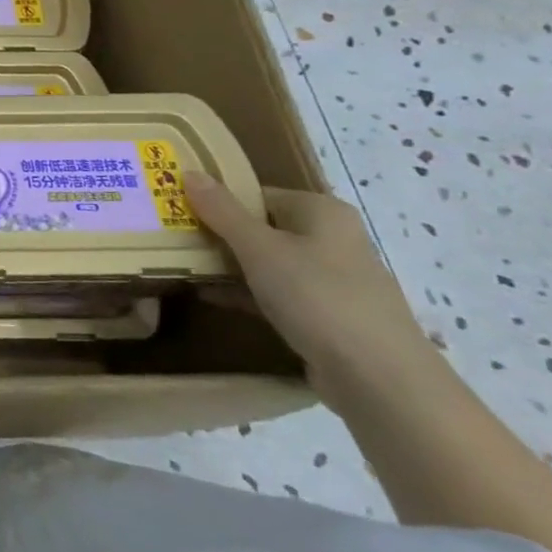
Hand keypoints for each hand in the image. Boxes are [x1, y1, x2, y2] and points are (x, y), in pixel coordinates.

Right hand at [182, 173, 433, 395]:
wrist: (379, 379)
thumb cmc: (317, 297)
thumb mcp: (259, 248)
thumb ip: (221, 211)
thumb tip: (189, 172)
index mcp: (321, 212)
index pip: (257, 193)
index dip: (217, 200)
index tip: (177, 210)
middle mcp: (331, 238)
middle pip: (261, 227)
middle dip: (218, 233)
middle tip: (172, 237)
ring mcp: (331, 279)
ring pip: (267, 261)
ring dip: (227, 264)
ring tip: (181, 264)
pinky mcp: (325, 314)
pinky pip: (275, 292)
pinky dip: (244, 291)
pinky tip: (208, 296)